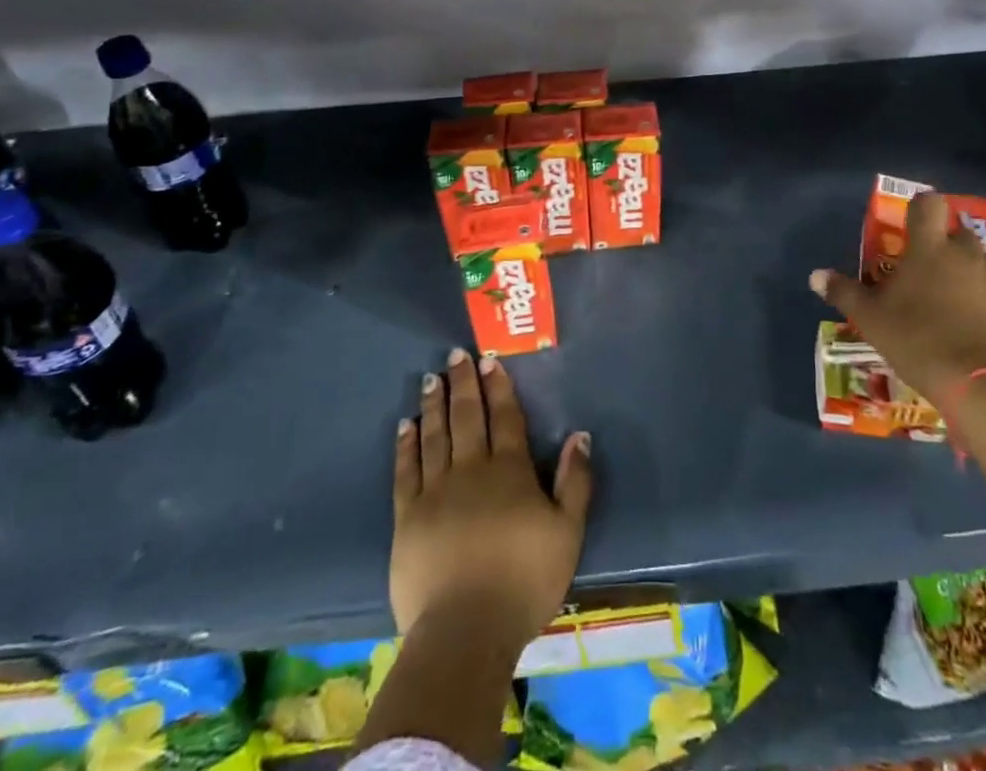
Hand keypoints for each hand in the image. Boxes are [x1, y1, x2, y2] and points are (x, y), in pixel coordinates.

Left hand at [392, 347, 592, 653]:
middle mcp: (471, 469)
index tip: (489, 360)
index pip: (504, 417)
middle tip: (455, 355)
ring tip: (430, 379)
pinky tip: (406, 425)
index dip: (498, 387)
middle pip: (466, 416)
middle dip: (463, 383)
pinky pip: (405, 470)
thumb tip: (580, 434)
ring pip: (434, 435)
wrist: (465, 631)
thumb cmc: (524, 582)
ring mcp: (435, 491)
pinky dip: (406, 444)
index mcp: (509, 471)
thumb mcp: (567, 533)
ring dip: (433, 404)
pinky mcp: (407, 517)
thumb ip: (575, 481)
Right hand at [811, 190, 985, 404]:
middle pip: (961, 233)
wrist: (982, 385)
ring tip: (970, 294)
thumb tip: (815, 275)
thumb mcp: (870, 319)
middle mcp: (969, 253)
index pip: (929, 204)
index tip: (915, 225)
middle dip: (951, 246)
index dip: (922, 209)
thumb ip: (844, 292)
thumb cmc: (917, 341)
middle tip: (937, 272)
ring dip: (982, 269)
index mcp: (929, 248)